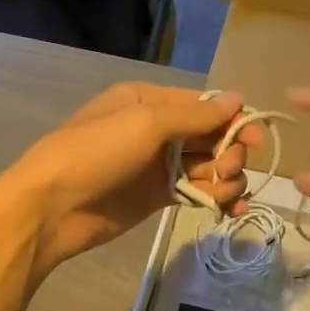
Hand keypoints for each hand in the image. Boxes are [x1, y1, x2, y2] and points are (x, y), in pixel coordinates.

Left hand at [7, 82, 261, 275]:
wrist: (52, 207)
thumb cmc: (95, 153)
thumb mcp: (144, 123)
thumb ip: (194, 116)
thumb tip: (237, 101)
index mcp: (149, 102)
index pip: (204, 105)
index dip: (234, 121)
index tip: (257, 140)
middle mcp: (156, 129)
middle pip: (210, 136)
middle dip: (228, 153)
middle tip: (226, 171)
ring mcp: (157, 165)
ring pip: (207, 166)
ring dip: (225, 178)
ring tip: (224, 195)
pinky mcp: (156, 197)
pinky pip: (195, 192)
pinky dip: (214, 197)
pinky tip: (228, 209)